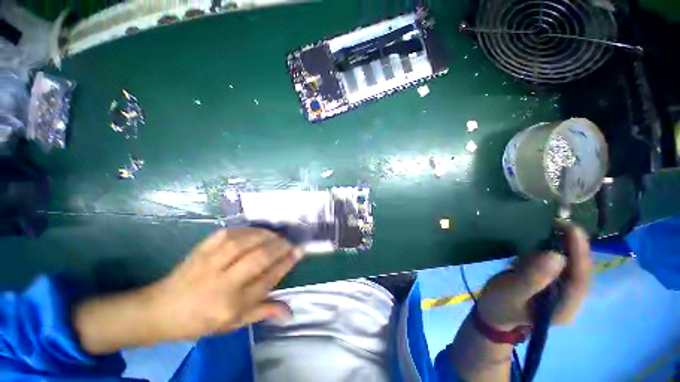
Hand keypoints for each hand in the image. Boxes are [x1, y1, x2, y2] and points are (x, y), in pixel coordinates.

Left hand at [75, 228, 301, 353]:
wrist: (160, 310)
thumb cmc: (200, 321)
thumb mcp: (233, 324)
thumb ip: (262, 312)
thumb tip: (290, 312)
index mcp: (231, 305)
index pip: (267, 279)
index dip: (286, 262)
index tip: (300, 250)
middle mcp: (221, 283)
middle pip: (258, 259)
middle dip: (279, 247)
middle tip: (290, 242)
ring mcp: (208, 264)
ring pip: (243, 242)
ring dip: (264, 235)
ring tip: (276, 235)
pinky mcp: (200, 250)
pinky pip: (226, 233)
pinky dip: (245, 229)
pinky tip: (255, 231)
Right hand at [449, 225, 591, 380]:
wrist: (493, 314)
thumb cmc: (500, 305)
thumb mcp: (511, 292)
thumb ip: (533, 277)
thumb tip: (556, 255)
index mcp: (563, 309)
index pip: (581, 281)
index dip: (580, 254)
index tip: (572, 230)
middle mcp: (569, 300)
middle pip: (580, 272)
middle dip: (575, 247)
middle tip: (563, 224)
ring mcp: (562, 292)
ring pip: (573, 267)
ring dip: (566, 247)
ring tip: (556, 228)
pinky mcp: (553, 285)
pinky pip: (561, 265)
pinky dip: (556, 250)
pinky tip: (547, 241)